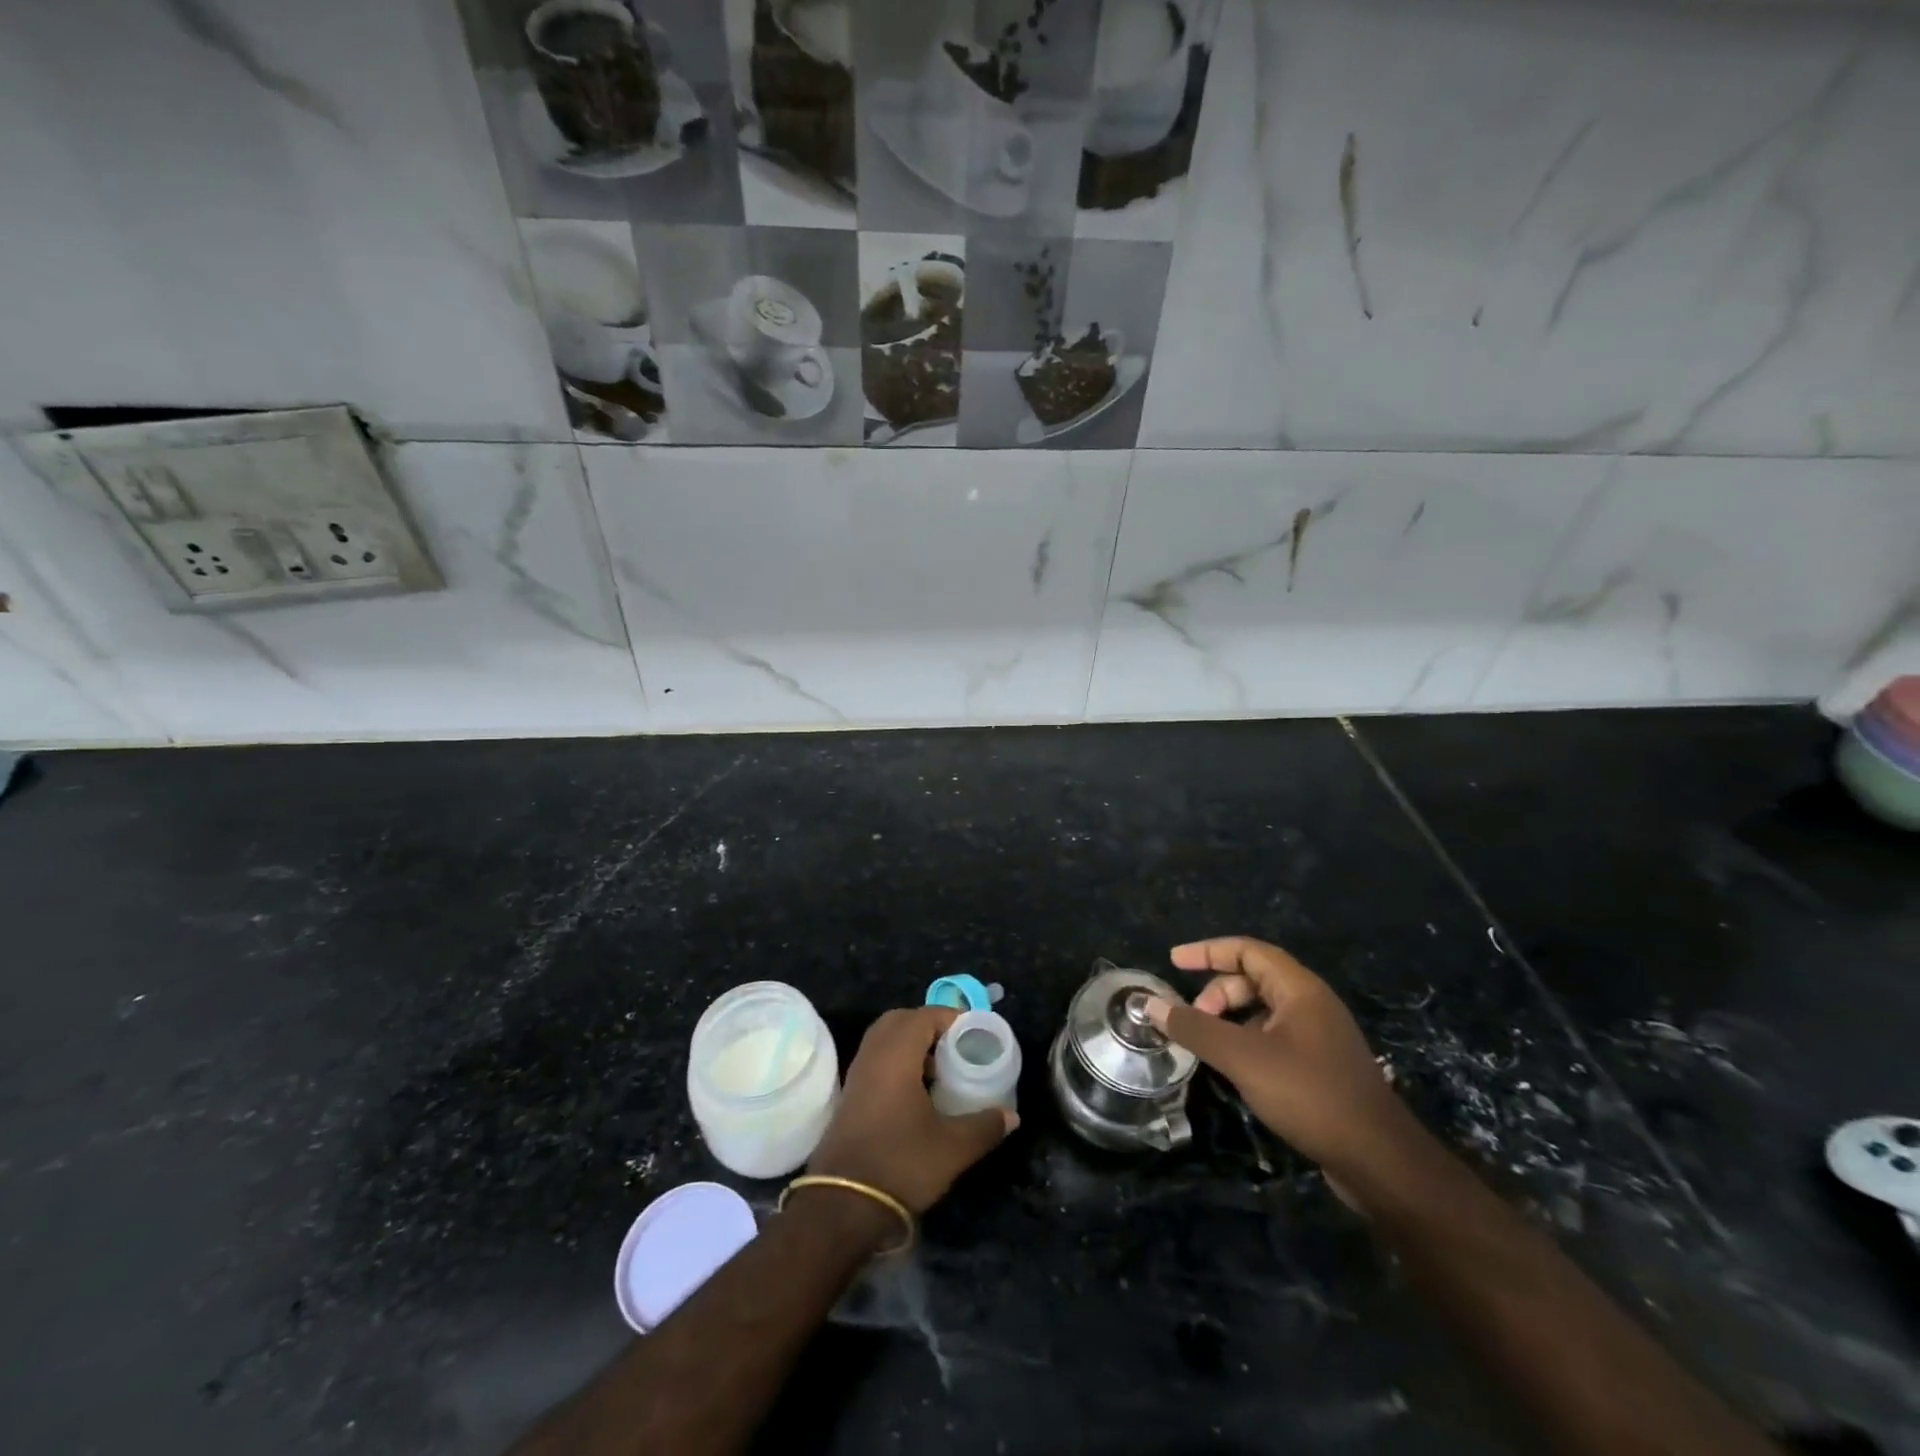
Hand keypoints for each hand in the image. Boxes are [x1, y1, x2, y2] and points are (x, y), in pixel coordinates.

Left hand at [807, 1006, 1016, 1214]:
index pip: (924, 1016)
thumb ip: (985, 1126)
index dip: (951, 1018)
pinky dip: (897, 1062)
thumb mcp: (953, 1147)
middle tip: (955, 1046)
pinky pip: (876, 1060)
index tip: (974, 1034)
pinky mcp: (850, 1097)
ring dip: (911, 1045)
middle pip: (900, 1020)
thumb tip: (1011, 1116)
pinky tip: (917, 1093)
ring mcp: (857, 1075)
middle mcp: (872, 1055)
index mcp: (896, 1055)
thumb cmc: (901, 1164)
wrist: (843, 1206)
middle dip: (929, 1026)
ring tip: (940, 1070)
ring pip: (885, 1040)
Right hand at [1145, 937, 1420, 1185]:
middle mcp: (1312, 1004)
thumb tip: (1150, 1004)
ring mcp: (1320, 1037)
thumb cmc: (1310, 1094)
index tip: (1174, 961)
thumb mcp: (1243, 1058)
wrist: (1379, 1161)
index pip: (1247, 950)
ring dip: (1230, 1019)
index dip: (1208, 951)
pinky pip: (1274, 1037)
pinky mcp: (1321, 1067)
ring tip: (1208, 1046)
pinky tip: (1235, 1070)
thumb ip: (1195, 1028)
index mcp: (1299, 989)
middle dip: (1217, 993)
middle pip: (1254, 979)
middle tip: (1193, 1019)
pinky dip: (1247, 1041)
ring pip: (1263, 1011)